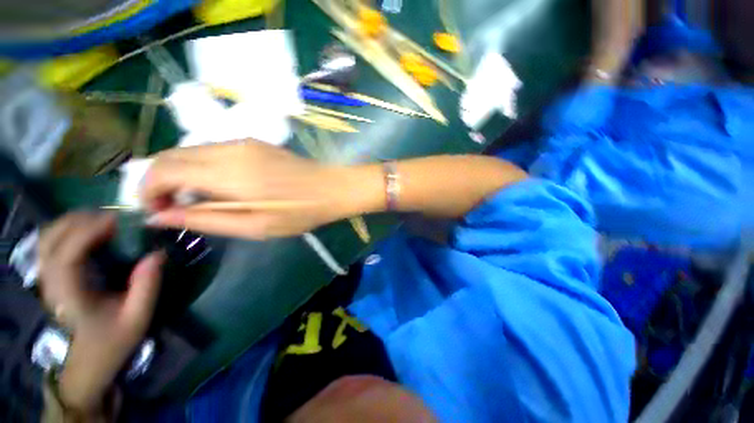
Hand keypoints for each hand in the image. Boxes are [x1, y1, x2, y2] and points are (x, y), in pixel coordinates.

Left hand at [38, 212, 164, 412]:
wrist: (87, 362)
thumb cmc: (111, 341)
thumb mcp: (137, 318)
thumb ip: (147, 286)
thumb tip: (157, 254)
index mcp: (69, 294)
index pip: (67, 254)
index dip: (90, 231)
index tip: (119, 221)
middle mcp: (51, 282)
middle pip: (52, 238)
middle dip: (81, 220)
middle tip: (115, 219)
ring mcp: (47, 278)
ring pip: (48, 237)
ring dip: (74, 223)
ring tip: (104, 222)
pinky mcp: (51, 277)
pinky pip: (52, 243)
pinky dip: (68, 230)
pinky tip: (89, 233)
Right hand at [141, 141, 380, 238]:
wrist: (331, 188)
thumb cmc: (299, 212)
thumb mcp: (254, 226)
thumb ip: (205, 219)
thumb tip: (160, 217)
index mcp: (228, 172)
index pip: (162, 169)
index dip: (148, 191)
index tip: (159, 213)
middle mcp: (230, 148)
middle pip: (171, 155)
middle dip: (159, 181)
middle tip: (175, 209)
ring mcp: (243, 142)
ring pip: (190, 150)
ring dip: (180, 173)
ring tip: (197, 200)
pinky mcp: (254, 143)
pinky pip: (212, 150)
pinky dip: (200, 166)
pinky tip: (218, 186)